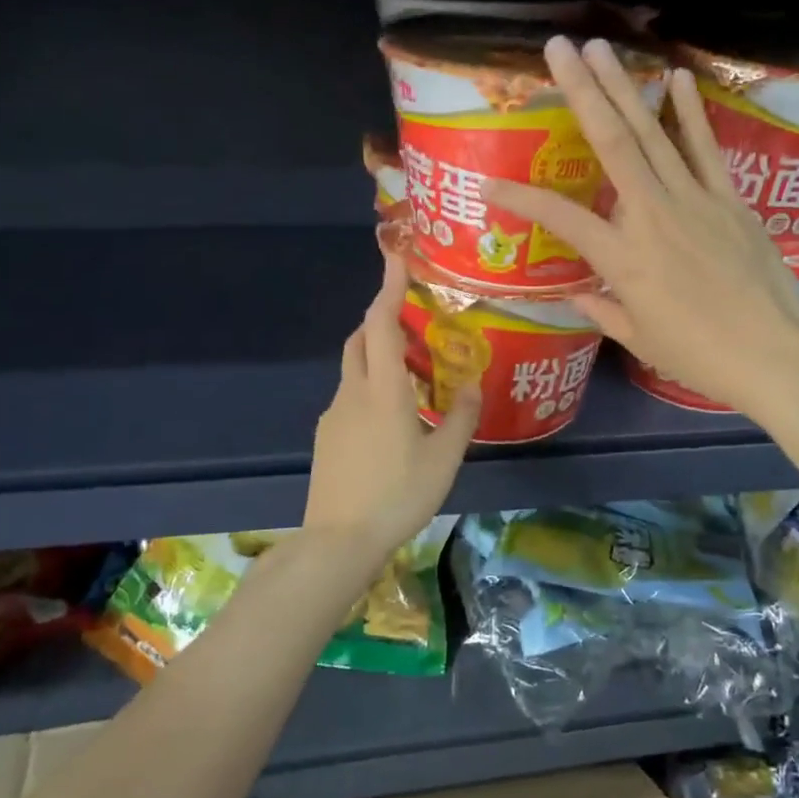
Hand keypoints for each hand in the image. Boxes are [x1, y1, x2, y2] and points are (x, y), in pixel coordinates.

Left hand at [303, 254, 478, 573]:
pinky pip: (350, 396)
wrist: (338, 540)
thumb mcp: (443, 460)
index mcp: (383, 391)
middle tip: (416, 322)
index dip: (390, 287)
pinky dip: (370, 386)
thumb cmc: (397, 496)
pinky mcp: (326, 435)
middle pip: (362, 338)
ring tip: (414, 375)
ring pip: (355, 368)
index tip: (398, 257)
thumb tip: (472, 384)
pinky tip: (392, 419)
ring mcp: (334, 414)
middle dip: (383, 318)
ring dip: (379, 355)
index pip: (383, 324)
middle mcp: (353, 392)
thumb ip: (460, 418)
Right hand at [484, 36, 798, 421]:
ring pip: (654, 133)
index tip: (489, 183)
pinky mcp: (730, 200)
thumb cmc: (699, 357)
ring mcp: (695, 201)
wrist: (775, 355)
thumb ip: (603, 310)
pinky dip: (691, 112)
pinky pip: (706, 148)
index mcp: (623, 258)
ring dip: (625, 86)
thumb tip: (577, 293)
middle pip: (612, 143)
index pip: (560, 218)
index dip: (521, 198)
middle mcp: (653, 216)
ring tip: (601, 47)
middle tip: (557, 48)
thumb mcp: (640, 340)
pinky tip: (676, 77)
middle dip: (582, 91)